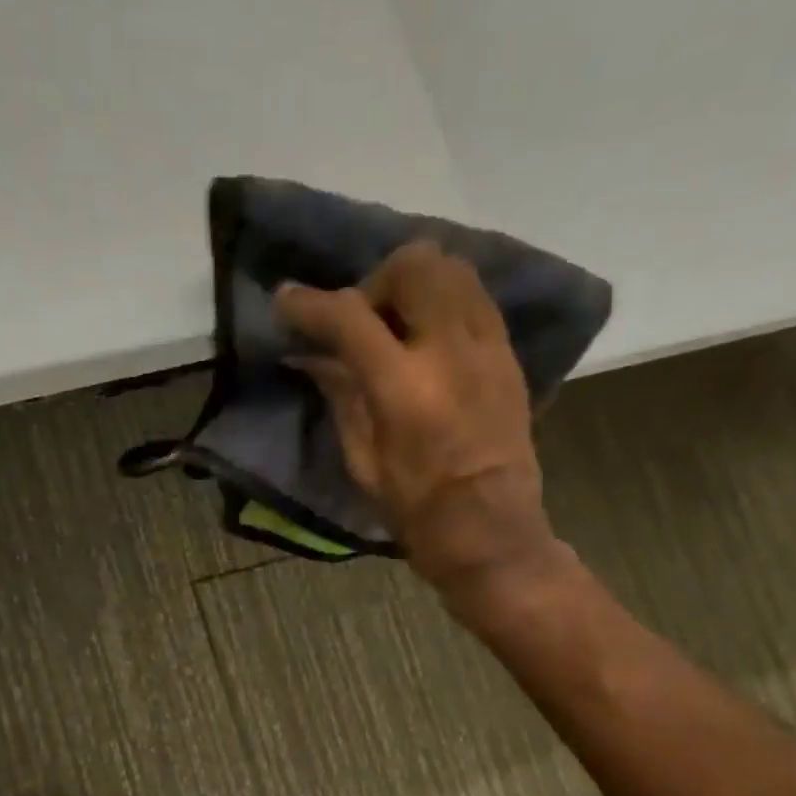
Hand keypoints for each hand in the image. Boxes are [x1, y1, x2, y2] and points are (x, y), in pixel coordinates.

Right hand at [273, 241, 566, 591]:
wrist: (490, 530)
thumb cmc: (415, 508)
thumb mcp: (362, 459)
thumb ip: (340, 395)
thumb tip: (312, 355)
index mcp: (404, 387)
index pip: (350, 317)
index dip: (310, 303)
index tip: (286, 301)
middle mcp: (450, 350)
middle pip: (415, 265)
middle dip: (375, 281)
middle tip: (361, 321)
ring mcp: (487, 347)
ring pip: (454, 269)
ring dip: (415, 284)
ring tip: (397, 324)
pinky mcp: (509, 355)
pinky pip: (476, 298)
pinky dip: (445, 301)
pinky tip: (429, 338)